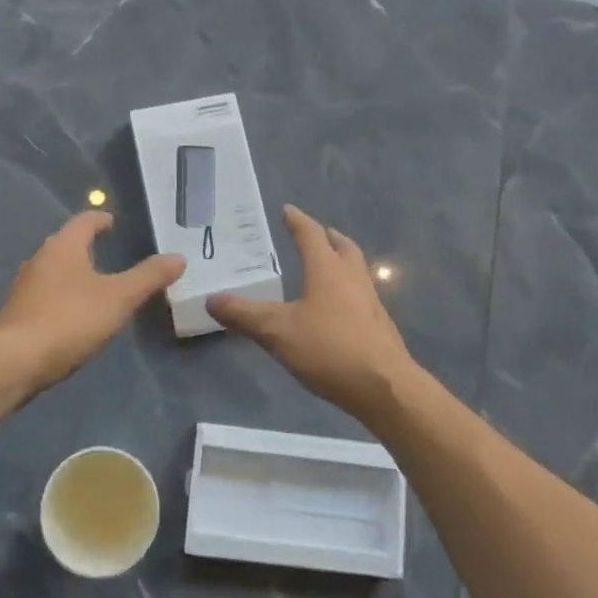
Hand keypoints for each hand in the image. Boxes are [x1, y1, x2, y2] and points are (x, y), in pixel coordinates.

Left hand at [0, 210, 183, 394]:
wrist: (14, 361)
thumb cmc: (70, 319)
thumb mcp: (119, 298)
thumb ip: (148, 277)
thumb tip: (178, 257)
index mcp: (63, 247)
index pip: (84, 221)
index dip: (100, 219)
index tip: (112, 222)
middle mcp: (40, 259)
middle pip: (66, 244)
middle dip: (86, 246)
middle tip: (109, 252)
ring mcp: (25, 287)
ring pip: (54, 270)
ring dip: (73, 272)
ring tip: (95, 284)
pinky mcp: (18, 313)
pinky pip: (46, 295)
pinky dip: (62, 296)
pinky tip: (74, 314)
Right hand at [208, 205, 414, 421]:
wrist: (385, 387)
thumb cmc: (329, 349)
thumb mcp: (277, 332)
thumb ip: (244, 315)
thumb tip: (212, 299)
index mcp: (327, 270)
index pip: (311, 235)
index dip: (297, 221)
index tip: (288, 210)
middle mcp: (352, 278)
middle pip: (343, 247)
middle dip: (328, 237)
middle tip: (316, 234)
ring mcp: (371, 302)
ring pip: (356, 270)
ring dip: (341, 262)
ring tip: (325, 269)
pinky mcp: (380, 326)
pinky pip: (361, 295)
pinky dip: (347, 290)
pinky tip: (337, 309)